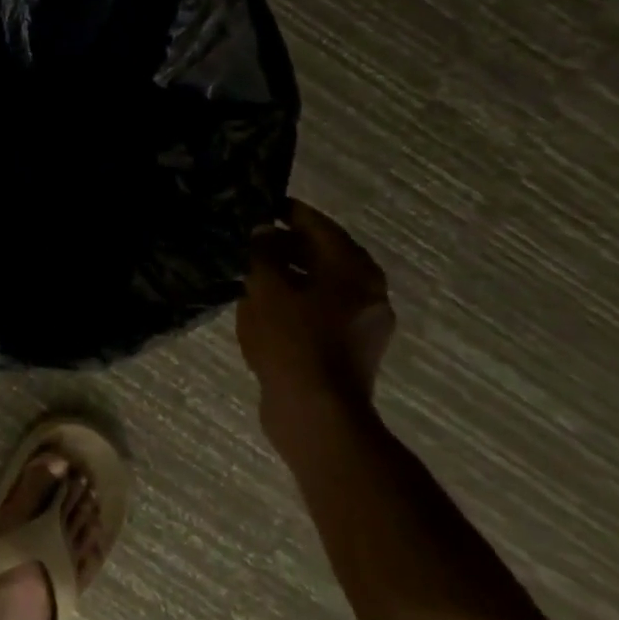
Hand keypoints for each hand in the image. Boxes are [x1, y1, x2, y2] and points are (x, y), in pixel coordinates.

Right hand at [236, 200, 395, 431]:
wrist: (316, 414)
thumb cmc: (292, 342)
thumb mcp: (266, 289)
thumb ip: (262, 253)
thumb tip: (261, 232)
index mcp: (354, 270)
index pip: (318, 226)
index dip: (288, 212)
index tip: (260, 205)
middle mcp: (368, 291)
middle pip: (323, 254)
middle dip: (286, 245)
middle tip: (250, 241)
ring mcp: (364, 323)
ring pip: (321, 284)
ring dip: (290, 275)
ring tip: (252, 273)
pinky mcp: (352, 349)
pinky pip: (321, 311)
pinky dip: (297, 301)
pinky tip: (265, 308)